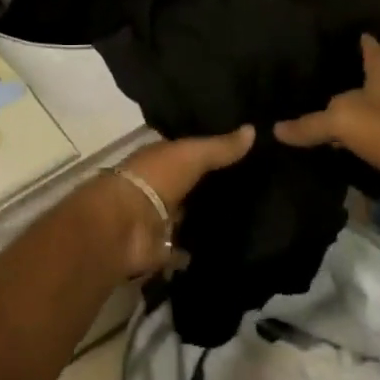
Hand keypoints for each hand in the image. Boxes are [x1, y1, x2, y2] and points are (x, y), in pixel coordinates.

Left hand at [101, 126, 254, 277]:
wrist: (125, 225)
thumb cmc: (155, 178)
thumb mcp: (191, 154)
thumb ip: (220, 147)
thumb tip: (253, 129)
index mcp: (159, 159)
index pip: (188, 152)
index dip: (210, 151)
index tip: (241, 153)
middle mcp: (158, 186)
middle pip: (189, 184)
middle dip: (211, 186)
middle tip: (253, 188)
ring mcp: (158, 219)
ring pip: (187, 215)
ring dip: (205, 218)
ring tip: (247, 219)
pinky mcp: (161, 249)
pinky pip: (184, 248)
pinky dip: (197, 250)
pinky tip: (225, 249)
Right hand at [274, 35, 379, 199]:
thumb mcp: (342, 122)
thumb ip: (310, 125)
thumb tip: (277, 128)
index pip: (373, 53)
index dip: (365, 43)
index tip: (358, 32)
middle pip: (372, 84)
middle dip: (352, 81)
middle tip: (322, 77)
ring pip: (371, 116)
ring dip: (353, 116)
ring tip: (322, 115)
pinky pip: (373, 144)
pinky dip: (356, 145)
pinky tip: (338, 151)